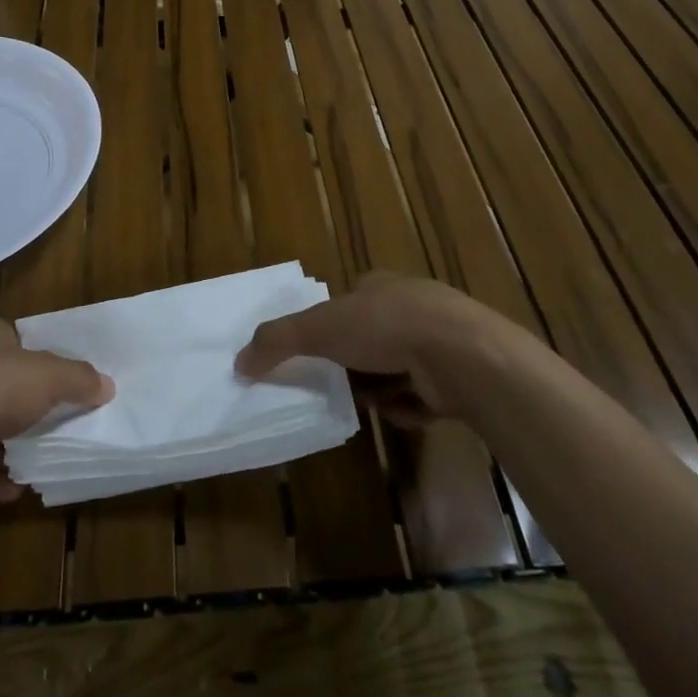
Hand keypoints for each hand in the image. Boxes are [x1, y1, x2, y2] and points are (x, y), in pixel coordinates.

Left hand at [0, 317, 111, 503]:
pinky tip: (11, 492)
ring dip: (5, 444)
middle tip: (57, 427)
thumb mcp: (47, 377)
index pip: (19, 342)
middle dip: (25, 407)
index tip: (65, 386)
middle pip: (1, 383)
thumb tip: (106, 385)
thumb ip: (78, 380)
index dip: (43, 362)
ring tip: (37, 463)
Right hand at [235, 271, 518, 423]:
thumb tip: (238, 362)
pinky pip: (422, 396)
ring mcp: (438, 341)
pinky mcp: (458, 375)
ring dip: (381, 390)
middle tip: (342, 387)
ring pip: (396, 370)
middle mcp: (410, 307)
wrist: (460, 354)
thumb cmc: (384, 327)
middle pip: (371, 340)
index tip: (319, 354)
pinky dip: (409, 407)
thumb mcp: (319, 328)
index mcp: (379, 286)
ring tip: (375, 402)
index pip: (348, 303)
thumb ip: (277, 341)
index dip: (331, 328)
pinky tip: (406, 410)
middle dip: (356, 366)